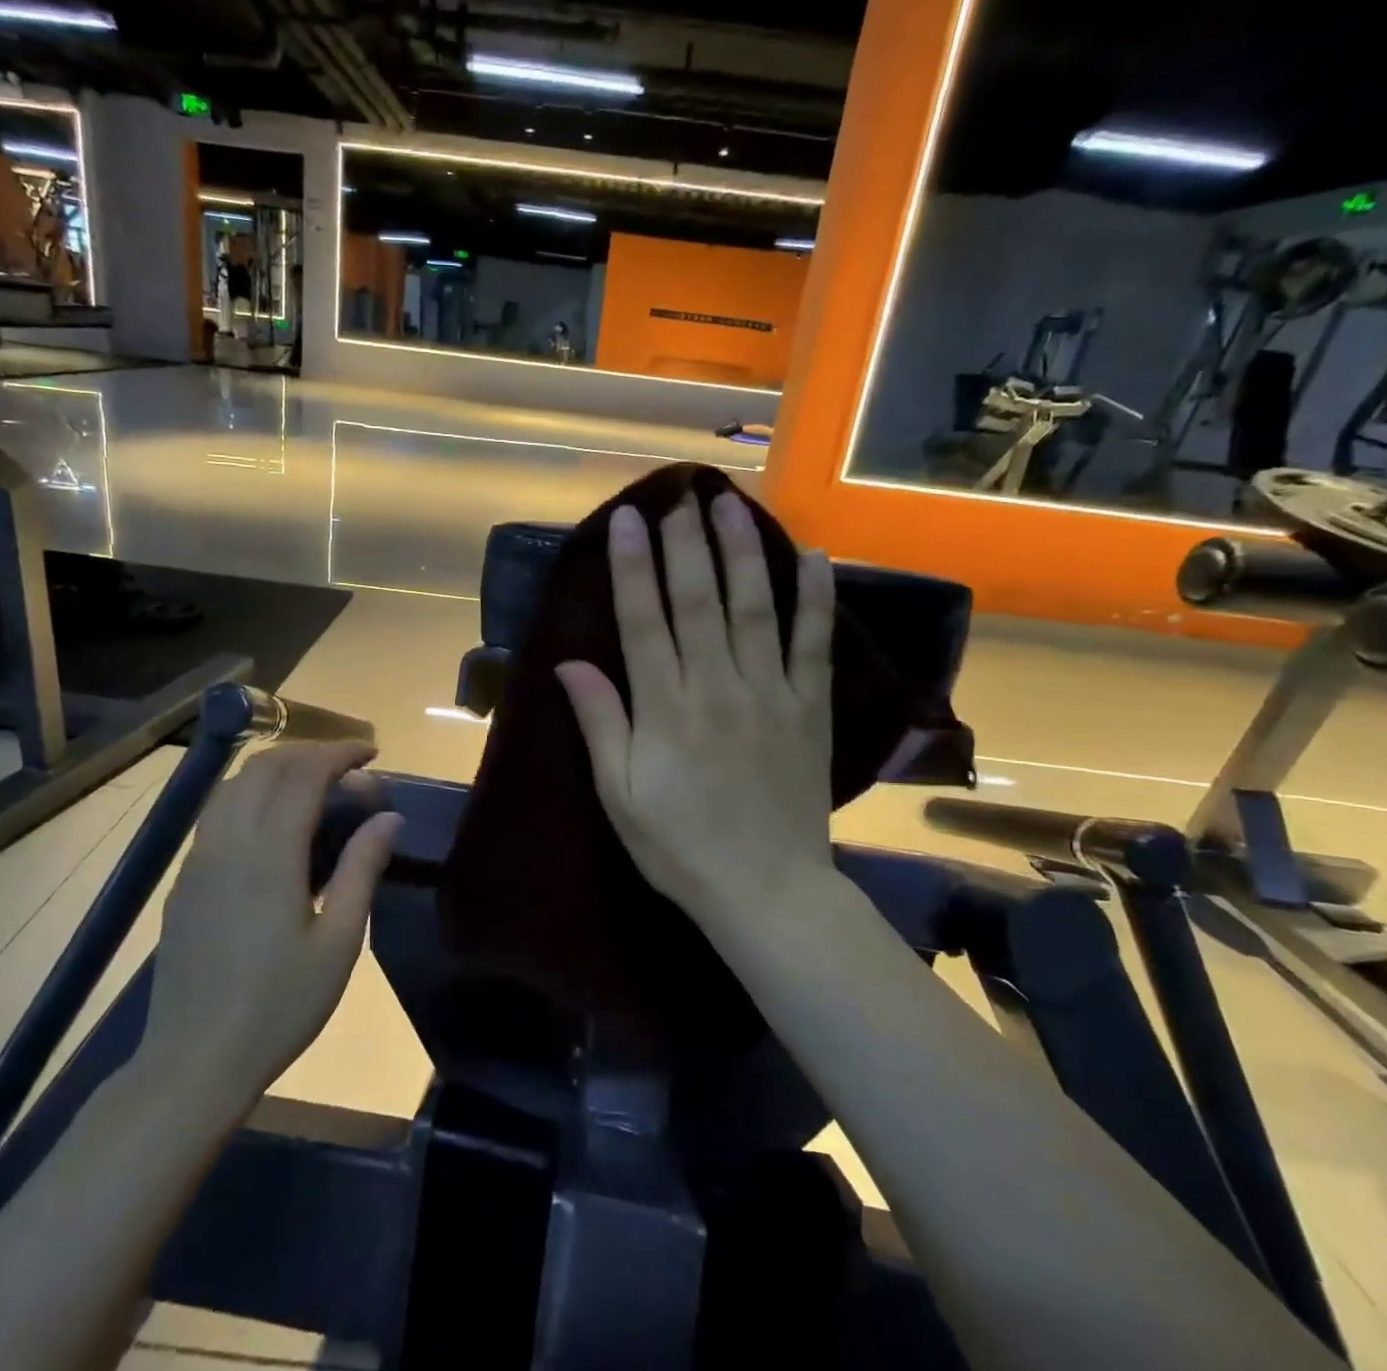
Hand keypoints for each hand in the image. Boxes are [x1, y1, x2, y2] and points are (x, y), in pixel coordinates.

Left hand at [137, 742, 401, 1107]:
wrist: (193, 1063)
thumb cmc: (278, 1007)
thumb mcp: (338, 942)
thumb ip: (362, 869)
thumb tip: (389, 816)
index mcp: (269, 854)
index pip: (304, 774)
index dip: (341, 753)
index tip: (373, 754)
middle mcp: (228, 842)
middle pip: (266, 766)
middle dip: (311, 753)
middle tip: (351, 771)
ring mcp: (199, 859)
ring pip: (235, 784)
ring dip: (279, 769)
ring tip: (317, 787)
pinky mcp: (185, 879)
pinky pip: (219, 811)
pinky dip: (253, 793)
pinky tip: (276, 824)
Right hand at [557, 492, 835, 937]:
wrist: (767, 890)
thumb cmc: (680, 846)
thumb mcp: (620, 795)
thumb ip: (600, 723)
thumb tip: (570, 663)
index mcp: (665, 709)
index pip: (644, 622)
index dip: (634, 567)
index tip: (629, 520)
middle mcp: (717, 687)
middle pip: (698, 602)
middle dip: (686, 544)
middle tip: (679, 496)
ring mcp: (770, 694)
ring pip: (754, 608)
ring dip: (742, 552)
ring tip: (731, 504)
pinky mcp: (810, 708)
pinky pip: (814, 644)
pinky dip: (815, 599)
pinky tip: (815, 557)